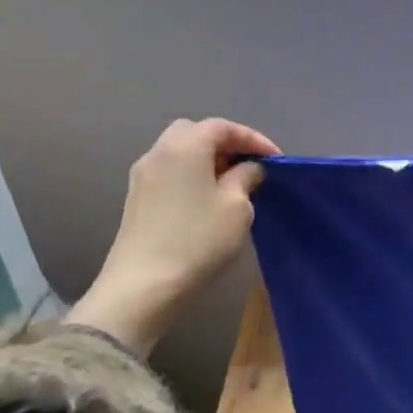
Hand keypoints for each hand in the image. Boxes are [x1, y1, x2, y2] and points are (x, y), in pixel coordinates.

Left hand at [67, 118, 280, 356]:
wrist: (144, 285)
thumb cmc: (198, 239)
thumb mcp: (237, 206)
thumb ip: (246, 177)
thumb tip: (248, 168)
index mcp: (185, 146)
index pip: (223, 127)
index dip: (253, 139)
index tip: (276, 160)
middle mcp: (159, 153)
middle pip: (195, 133)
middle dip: (225, 144)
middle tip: (249, 165)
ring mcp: (143, 176)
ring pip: (180, 153)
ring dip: (207, 161)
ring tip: (232, 183)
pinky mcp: (136, 199)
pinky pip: (170, 173)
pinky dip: (192, 175)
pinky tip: (208, 199)